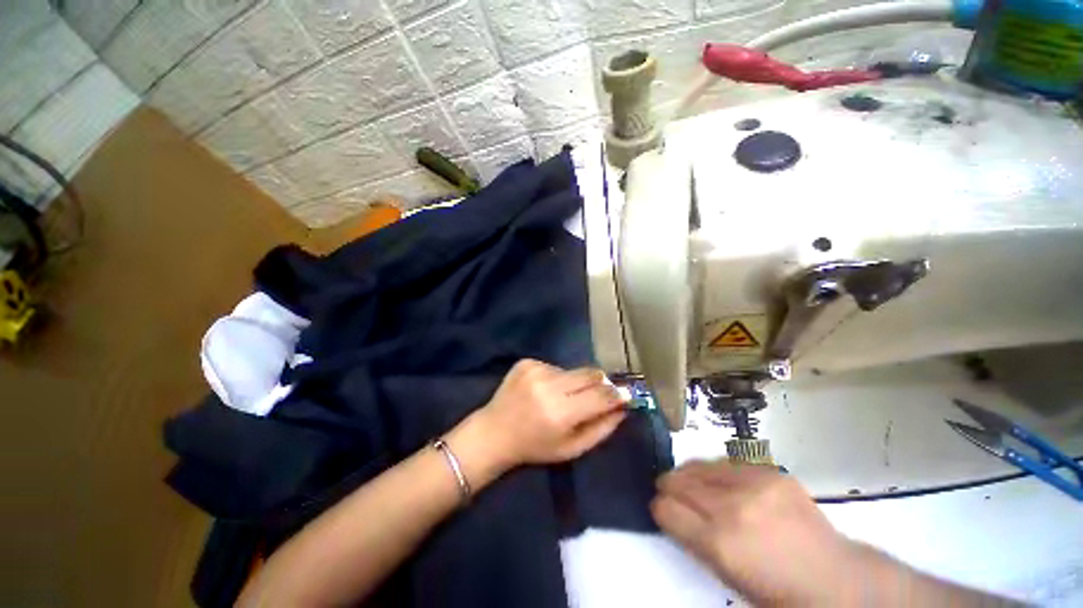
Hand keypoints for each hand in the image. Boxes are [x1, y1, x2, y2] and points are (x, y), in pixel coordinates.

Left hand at [477, 359, 627, 467]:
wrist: (495, 431)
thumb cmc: (535, 446)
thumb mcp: (571, 448)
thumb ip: (601, 429)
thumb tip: (624, 408)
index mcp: (560, 413)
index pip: (601, 395)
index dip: (618, 394)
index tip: (628, 394)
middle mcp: (548, 386)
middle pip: (591, 373)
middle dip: (601, 383)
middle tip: (598, 394)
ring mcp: (535, 370)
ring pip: (573, 370)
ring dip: (575, 382)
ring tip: (561, 397)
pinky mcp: (527, 362)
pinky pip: (554, 366)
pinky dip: (556, 378)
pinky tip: (543, 390)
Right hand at [652, 461, 859, 605]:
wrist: (833, 579)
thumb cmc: (775, 590)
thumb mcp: (727, 577)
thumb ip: (695, 542)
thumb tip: (672, 513)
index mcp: (719, 543)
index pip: (666, 509)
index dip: (659, 508)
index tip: (660, 509)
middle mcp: (732, 508)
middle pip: (678, 482)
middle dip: (668, 486)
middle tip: (667, 489)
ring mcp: (754, 485)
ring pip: (699, 466)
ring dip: (688, 474)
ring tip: (688, 480)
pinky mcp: (770, 472)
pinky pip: (727, 463)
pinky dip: (716, 471)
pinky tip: (719, 480)